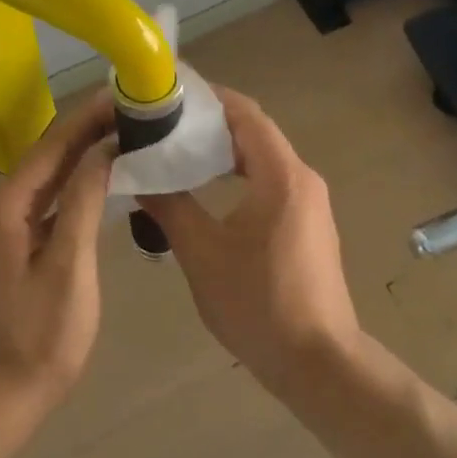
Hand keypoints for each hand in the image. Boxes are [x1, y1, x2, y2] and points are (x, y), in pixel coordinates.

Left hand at [0, 89, 115, 431]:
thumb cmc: (40, 339)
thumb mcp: (70, 267)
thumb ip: (84, 202)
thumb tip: (103, 150)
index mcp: (5, 208)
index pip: (52, 147)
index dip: (88, 119)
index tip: (122, 94)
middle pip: (45, 158)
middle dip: (86, 132)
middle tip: (130, 112)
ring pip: (43, 180)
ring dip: (79, 158)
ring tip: (121, 136)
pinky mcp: (4, 248)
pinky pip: (41, 204)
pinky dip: (69, 188)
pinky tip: (97, 183)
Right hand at [140, 89, 360, 394]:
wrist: (318, 364)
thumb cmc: (258, 304)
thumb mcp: (202, 253)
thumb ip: (170, 206)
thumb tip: (137, 175)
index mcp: (281, 176)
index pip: (245, 114)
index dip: (208, 98)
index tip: (169, 93)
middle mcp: (302, 179)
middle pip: (253, 132)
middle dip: (209, 123)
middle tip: (162, 124)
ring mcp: (309, 203)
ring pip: (261, 159)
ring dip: (222, 151)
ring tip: (176, 152)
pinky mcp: (307, 225)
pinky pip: (269, 182)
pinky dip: (237, 175)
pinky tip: (206, 190)